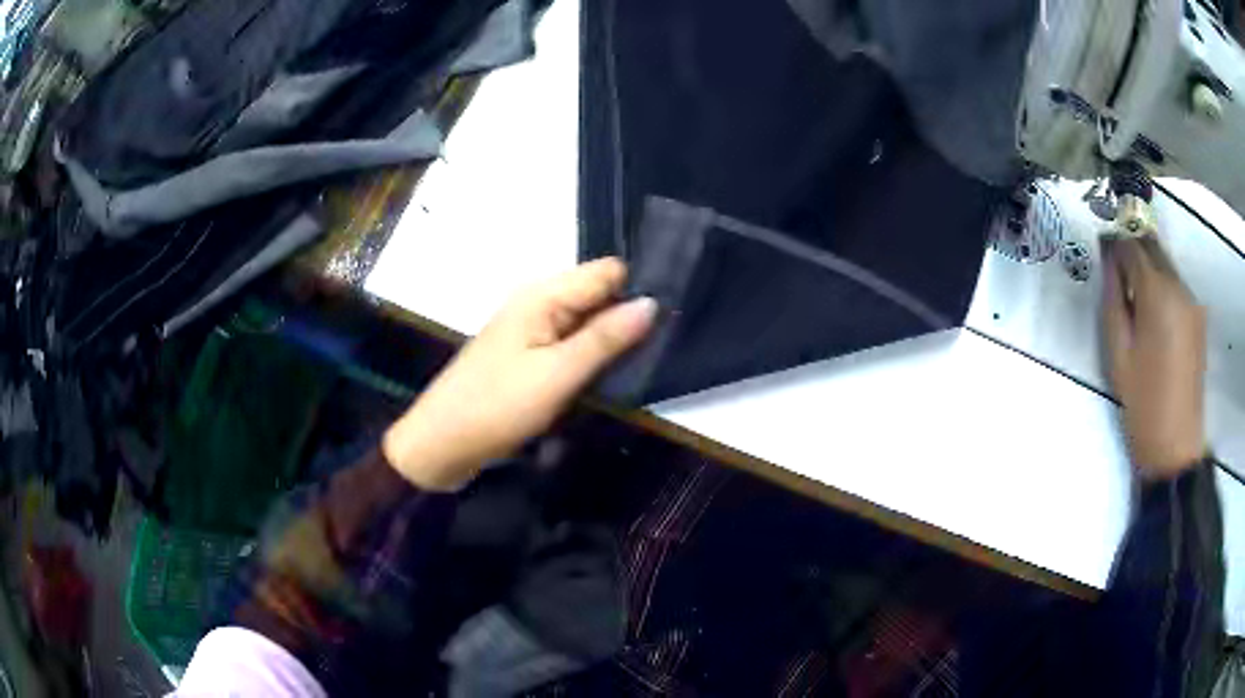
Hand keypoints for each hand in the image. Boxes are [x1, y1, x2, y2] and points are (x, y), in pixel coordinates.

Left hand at [383, 258, 656, 489]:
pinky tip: (612, 374)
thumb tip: (652, 303)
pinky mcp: (528, 355)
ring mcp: (531, 330)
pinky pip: (570, 343)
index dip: (638, 287)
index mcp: (542, 296)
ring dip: (611, 338)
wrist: (442, 444)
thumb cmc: (497, 406)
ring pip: (585, 321)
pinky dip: (590, 355)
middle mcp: (537, 303)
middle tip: (665, 344)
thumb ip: (604, 339)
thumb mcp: (556, 374)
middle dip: (627, 315)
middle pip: (597, 294)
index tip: (672, 315)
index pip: (606, 271)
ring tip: (648, 360)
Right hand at [1102, 238, 1206, 479]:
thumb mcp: (1117, 352)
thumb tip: (1109, 262)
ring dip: (1149, 267)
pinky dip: (1162, 285)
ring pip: (1166, 264)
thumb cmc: (1142, 402)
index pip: (1132, 245)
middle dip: (1133, 248)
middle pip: (1153, 247)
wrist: (1175, 443)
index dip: (1115, 243)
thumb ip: (1113, 299)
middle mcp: (1179, 286)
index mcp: (1157, 293)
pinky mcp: (1198, 316)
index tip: (1102, 250)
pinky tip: (1154, 312)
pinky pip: (1177, 285)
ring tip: (1135, 293)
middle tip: (1117, 268)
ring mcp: (1192, 300)